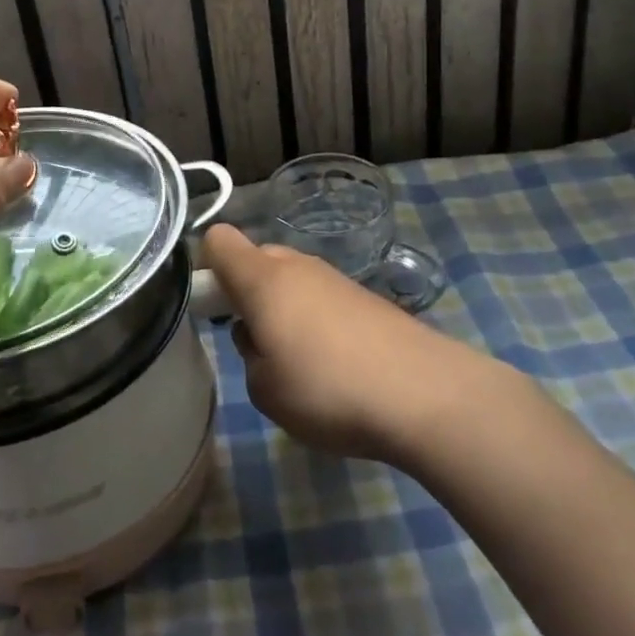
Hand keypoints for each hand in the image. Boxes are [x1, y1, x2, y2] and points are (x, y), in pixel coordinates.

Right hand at [203, 224, 500, 464]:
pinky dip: (318, 322)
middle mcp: (298, 266)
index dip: (207, 266)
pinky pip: (324, 299)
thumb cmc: (329, 390)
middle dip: (248, 292)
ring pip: (293, 281)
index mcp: (263, 279)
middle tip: (256, 343)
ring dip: (285, 310)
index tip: (211, 306)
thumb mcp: (265, 390)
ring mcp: (337, 279)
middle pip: (257, 259)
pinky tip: (337, 366)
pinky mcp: (368, 299)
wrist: (427, 395)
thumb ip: (250, 355)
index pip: (219, 240)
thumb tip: (262, 337)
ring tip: (300, 364)